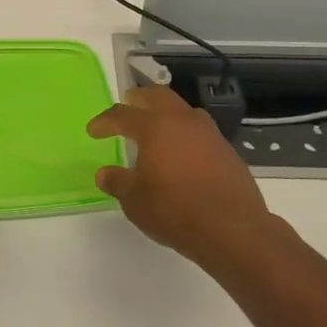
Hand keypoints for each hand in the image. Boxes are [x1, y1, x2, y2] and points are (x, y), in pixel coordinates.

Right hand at [87, 86, 294, 281]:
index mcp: (155, 126)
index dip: (105, 121)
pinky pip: (201, 133)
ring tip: (157, 129)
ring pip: (184, 111)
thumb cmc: (174, 210)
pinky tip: (182, 156)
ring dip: (167, 114)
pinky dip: (186, 136)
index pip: (123, 114)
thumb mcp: (134, 200)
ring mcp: (210, 135)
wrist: (232, 230)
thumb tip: (105, 174)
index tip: (93, 130)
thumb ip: (118, 182)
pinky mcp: (228, 152)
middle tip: (129, 103)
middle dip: (140, 98)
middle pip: (159, 96)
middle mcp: (183, 121)